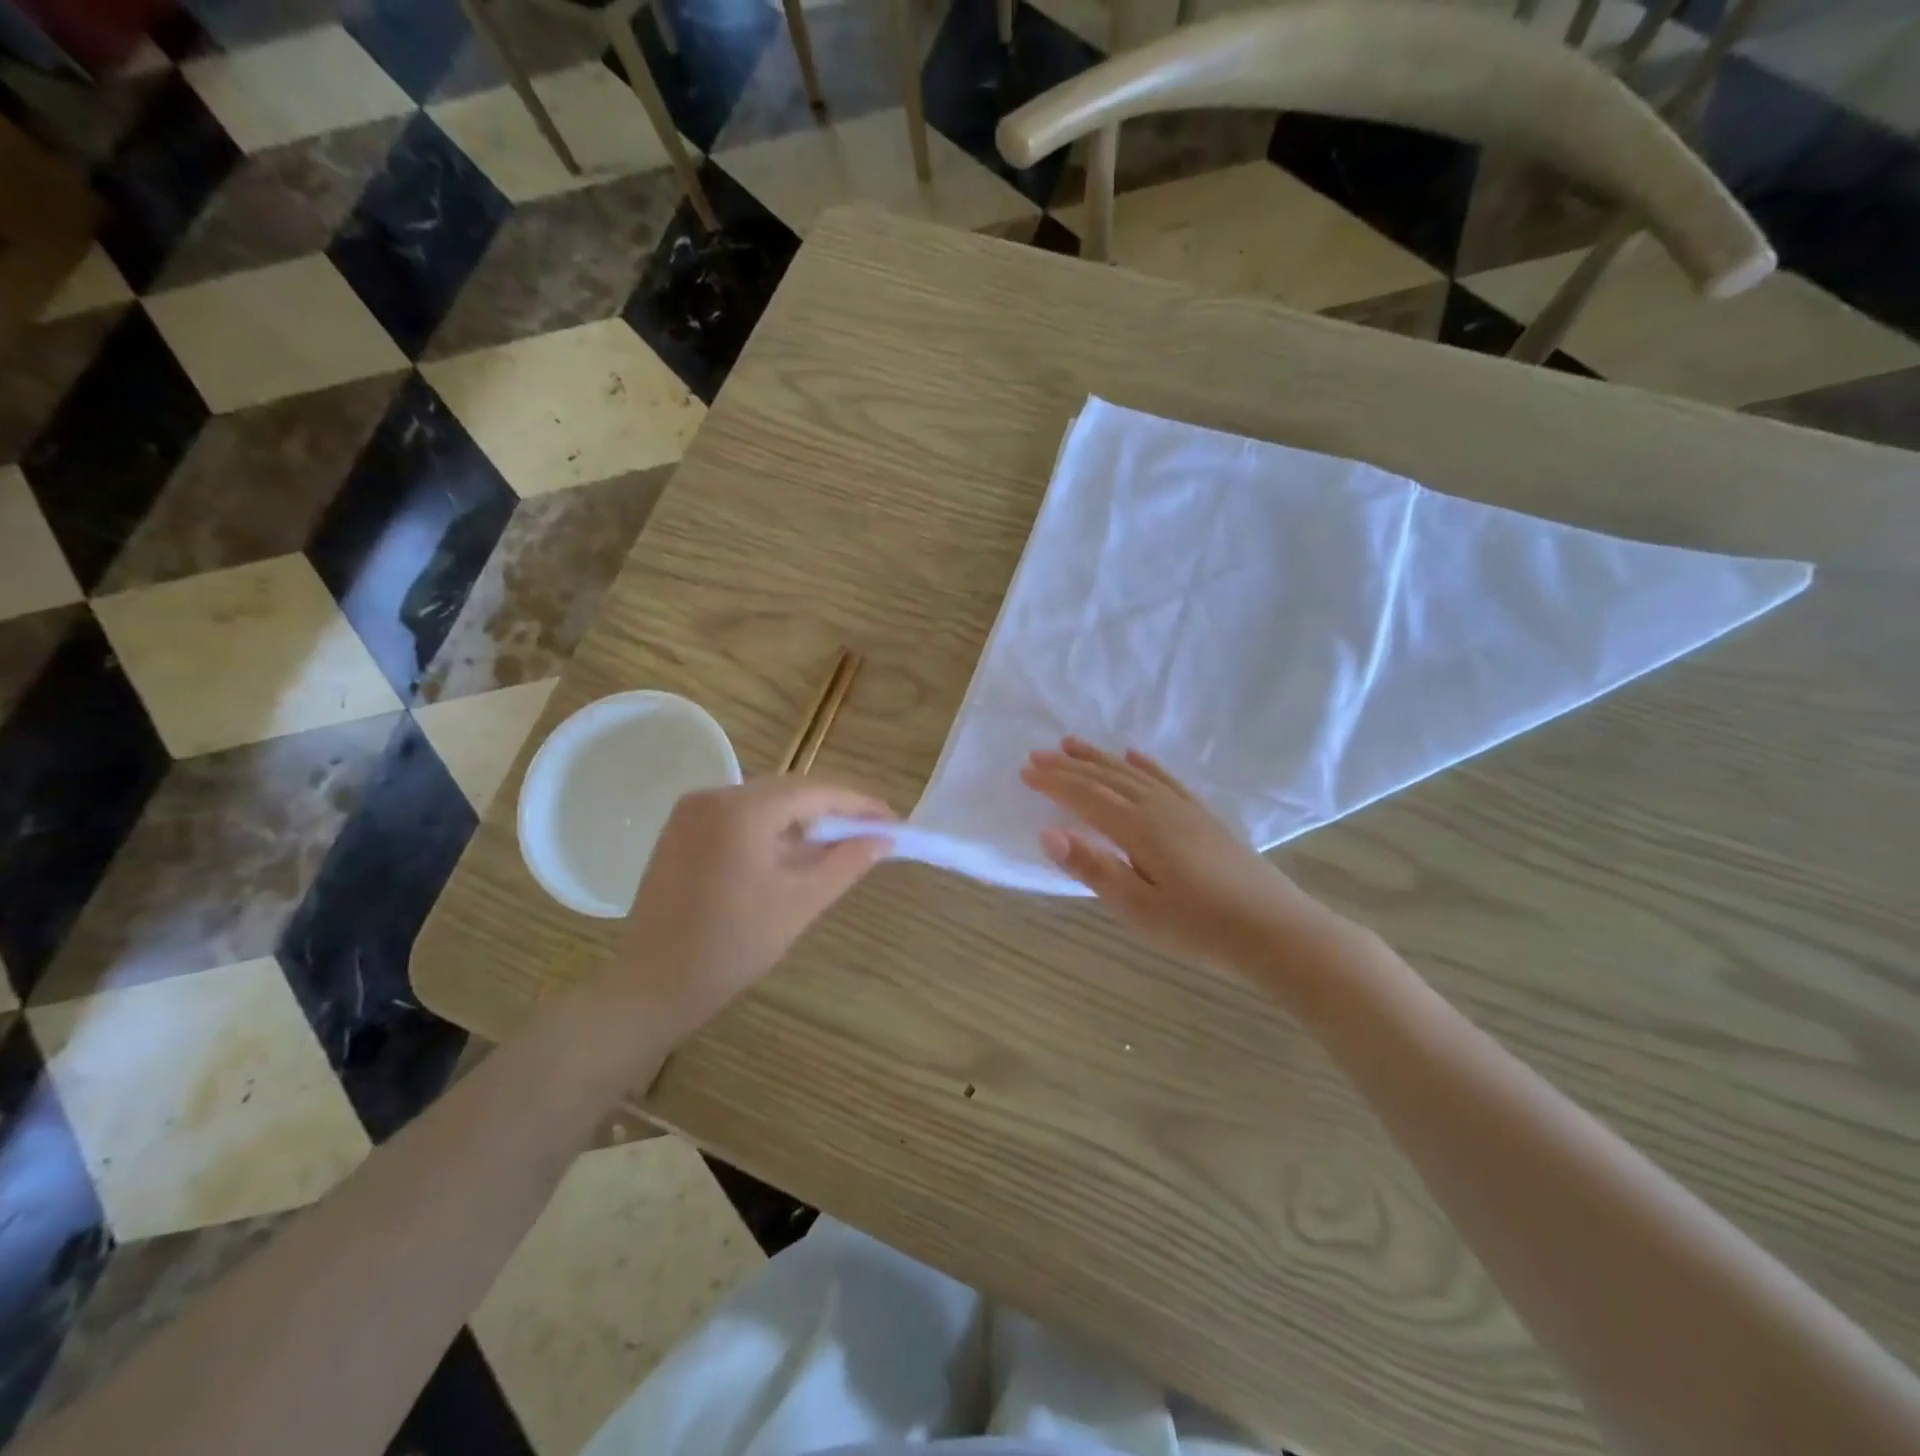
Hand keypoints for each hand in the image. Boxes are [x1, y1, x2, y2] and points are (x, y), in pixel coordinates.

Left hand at [612, 778, 895, 1034]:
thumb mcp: (800, 903)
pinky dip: (770, 827)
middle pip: (789, 790)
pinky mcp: (681, 830)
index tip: (892, 820)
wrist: (653, 985)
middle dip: (831, 810)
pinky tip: (791, 851)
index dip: (858, 804)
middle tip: (870, 833)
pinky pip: (739, 815)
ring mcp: (691, 811)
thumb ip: (846, 863)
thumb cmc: (733, 946)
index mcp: (742, 811)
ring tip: (836, 844)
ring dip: (802, 818)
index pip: (815, 792)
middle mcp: (714, 796)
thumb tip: (882, 838)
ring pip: (764, 801)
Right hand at [1021, 738, 1354, 978]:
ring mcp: (1185, 809)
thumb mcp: (1138, 908)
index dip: (1054, 783)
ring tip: (1074, 744)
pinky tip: (1136, 755)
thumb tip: (1047, 833)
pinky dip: (1146, 764)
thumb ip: (1093, 868)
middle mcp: (1159, 808)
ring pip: (1133, 773)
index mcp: (1139, 829)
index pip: (1086, 797)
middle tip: (1038, 753)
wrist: (1276, 930)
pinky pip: (1167, 779)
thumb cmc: (1199, 928)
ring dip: (1100, 758)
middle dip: (1070, 765)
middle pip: (1107, 778)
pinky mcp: (1204, 817)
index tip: (1025, 771)